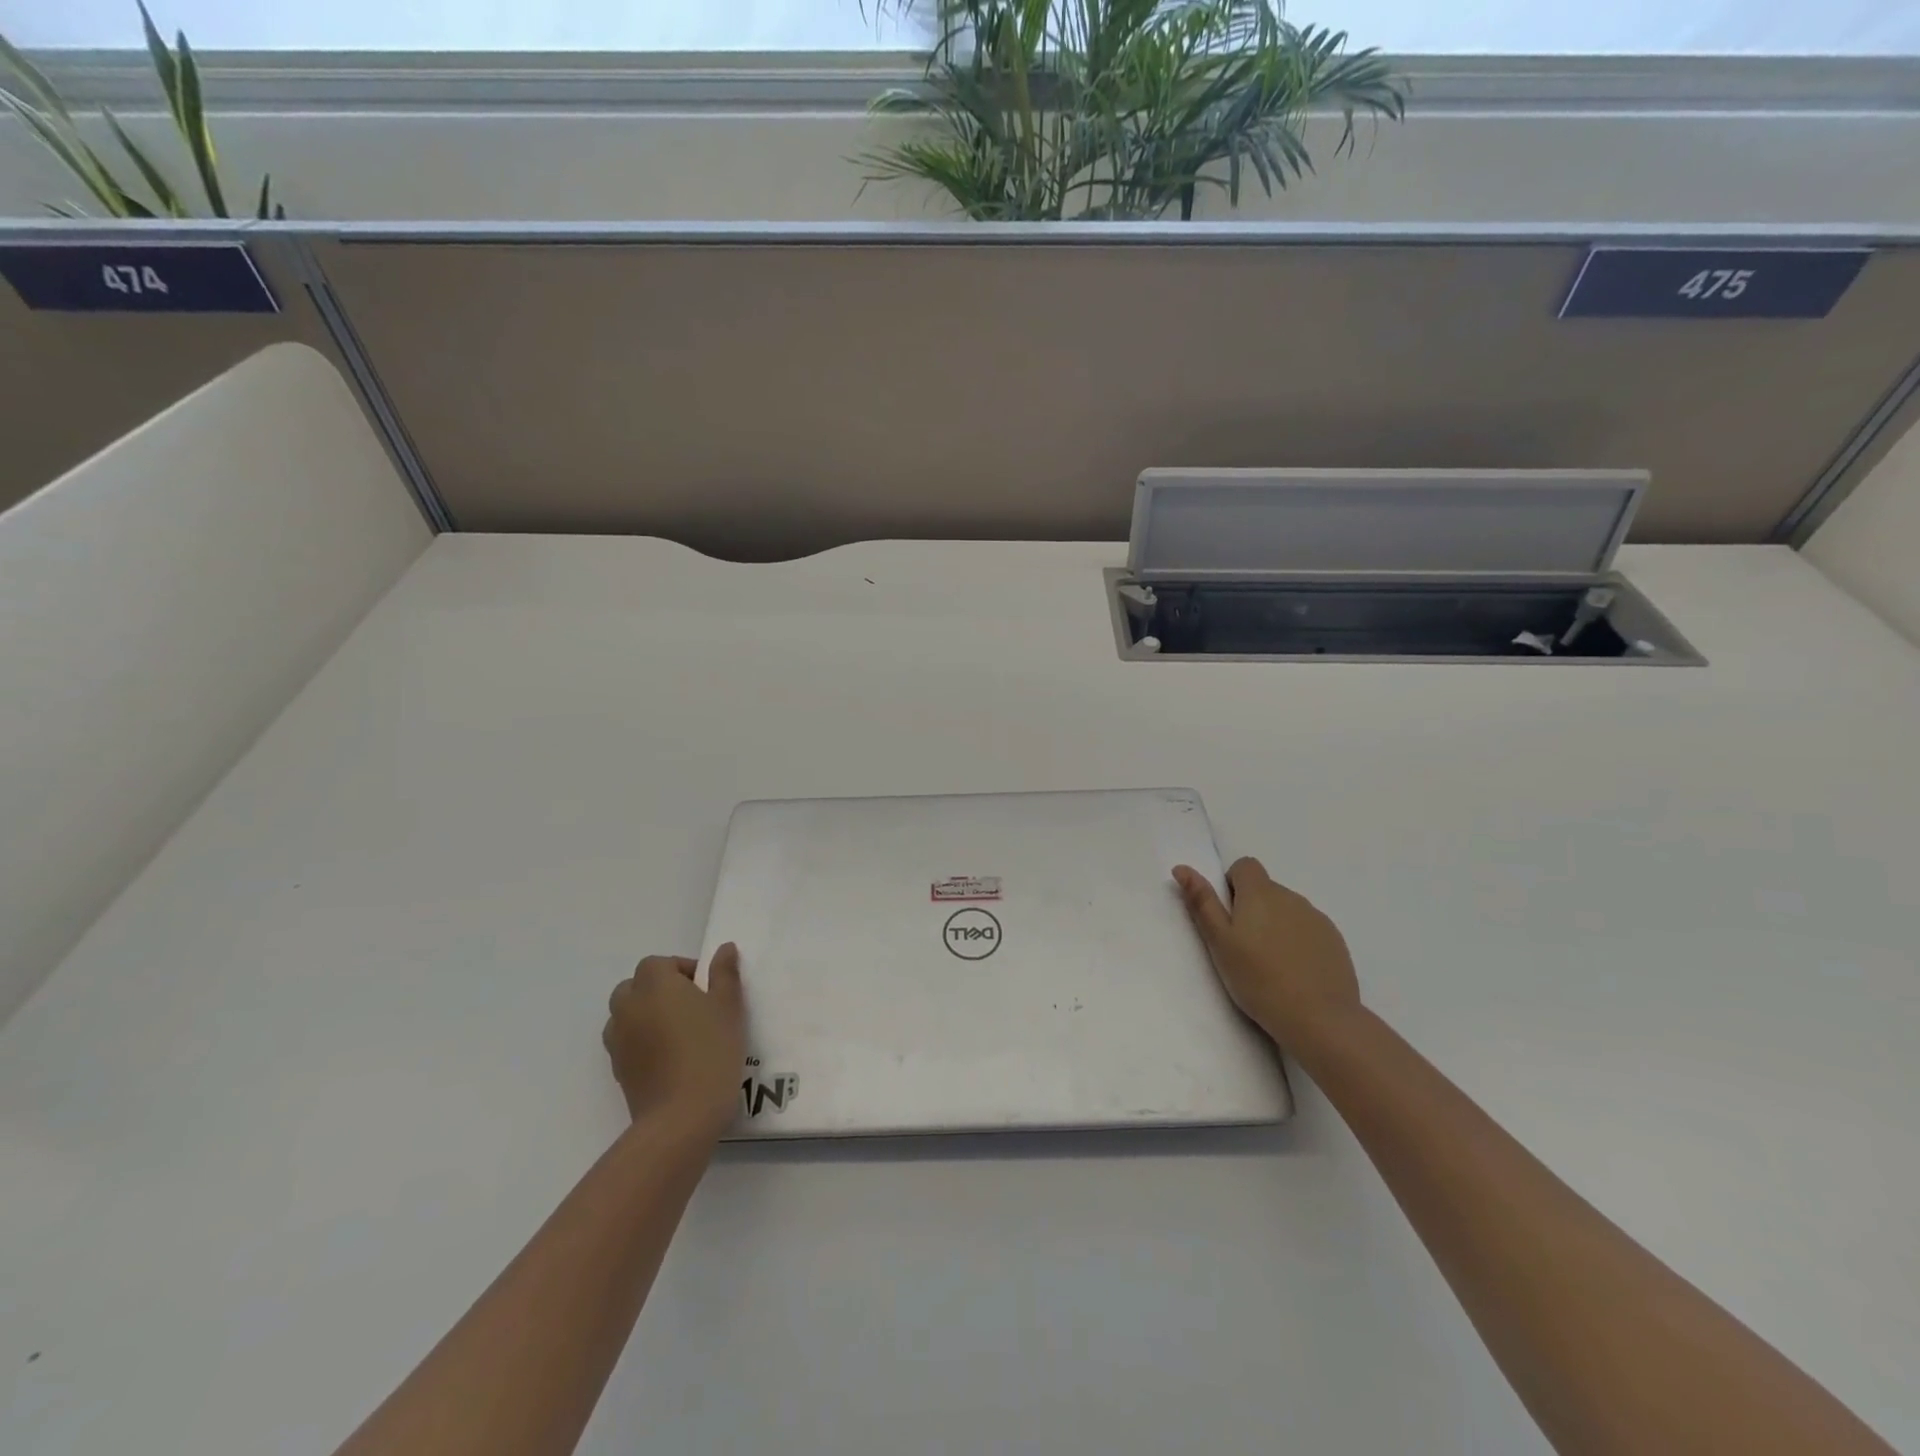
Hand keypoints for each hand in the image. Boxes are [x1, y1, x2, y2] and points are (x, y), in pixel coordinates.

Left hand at [603, 945, 746, 1135]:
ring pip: (626, 1014)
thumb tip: (724, 949)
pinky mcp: (617, 1069)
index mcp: (655, 984)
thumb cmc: (711, 1050)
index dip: (681, 970)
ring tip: (677, 1033)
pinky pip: (626, 1042)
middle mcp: (629, 1006)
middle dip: (658, 990)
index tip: (705, 988)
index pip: (658, 963)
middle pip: (635, 986)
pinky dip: (641, 1042)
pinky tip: (668, 1058)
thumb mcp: (729, 1007)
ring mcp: (618, 1040)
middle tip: (691, 1008)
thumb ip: (725, 974)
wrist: (681, 1115)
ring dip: (646, 1015)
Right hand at [1173, 858, 1360, 1043]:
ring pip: (1287, 911)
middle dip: (1252, 910)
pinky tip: (1295, 973)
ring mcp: (1317, 918)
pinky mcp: (1335, 941)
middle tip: (1243, 948)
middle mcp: (1291, 897)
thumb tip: (1182, 868)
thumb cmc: (1258, 979)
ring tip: (1270, 965)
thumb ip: (1202, 902)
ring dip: (1275, 926)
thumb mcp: (1219, 942)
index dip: (1233, 885)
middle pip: (1266, 890)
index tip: (1229, 916)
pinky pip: (1308, 930)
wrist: (1319, 1018)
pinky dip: (1297, 942)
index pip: (1245, 866)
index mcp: (1260, 893)